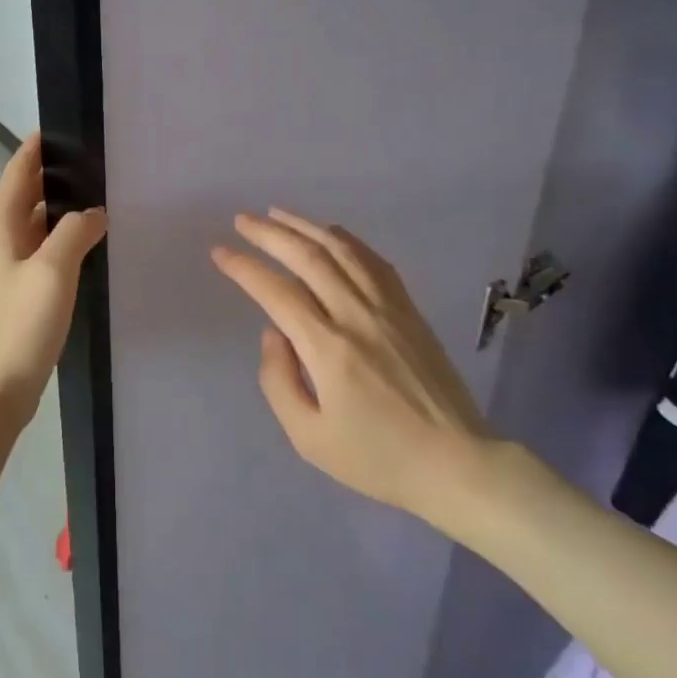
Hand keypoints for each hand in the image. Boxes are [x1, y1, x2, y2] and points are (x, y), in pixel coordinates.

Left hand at [0, 133, 106, 436]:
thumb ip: (75, 232)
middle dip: (55, 176)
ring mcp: (6, 268)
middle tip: (97, 163)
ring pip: (35, 225)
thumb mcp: (52, 271)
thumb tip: (94, 212)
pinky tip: (88, 245)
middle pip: (25, 195)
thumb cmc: (19, 325)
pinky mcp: (17, 292)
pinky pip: (41, 252)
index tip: (64, 126)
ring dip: (61, 210)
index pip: (17, 171)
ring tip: (101, 197)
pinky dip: (61, 240)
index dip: (37, 147)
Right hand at [211, 209, 495, 534]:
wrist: (457, 463)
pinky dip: (347, 240)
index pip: (277, 292)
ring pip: (342, 250)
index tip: (219, 251)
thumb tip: (272, 333)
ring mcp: (389, 308)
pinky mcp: (410, 311)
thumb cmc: (377, 458)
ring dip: (306, 226)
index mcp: (328, 349)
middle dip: (269, 233)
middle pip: (308, 257)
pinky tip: (331, 233)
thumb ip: (278, 381)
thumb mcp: (309, 437)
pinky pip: (375, 262)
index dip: (244, 267)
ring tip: (277, 213)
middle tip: (242, 220)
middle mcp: (357, 316)